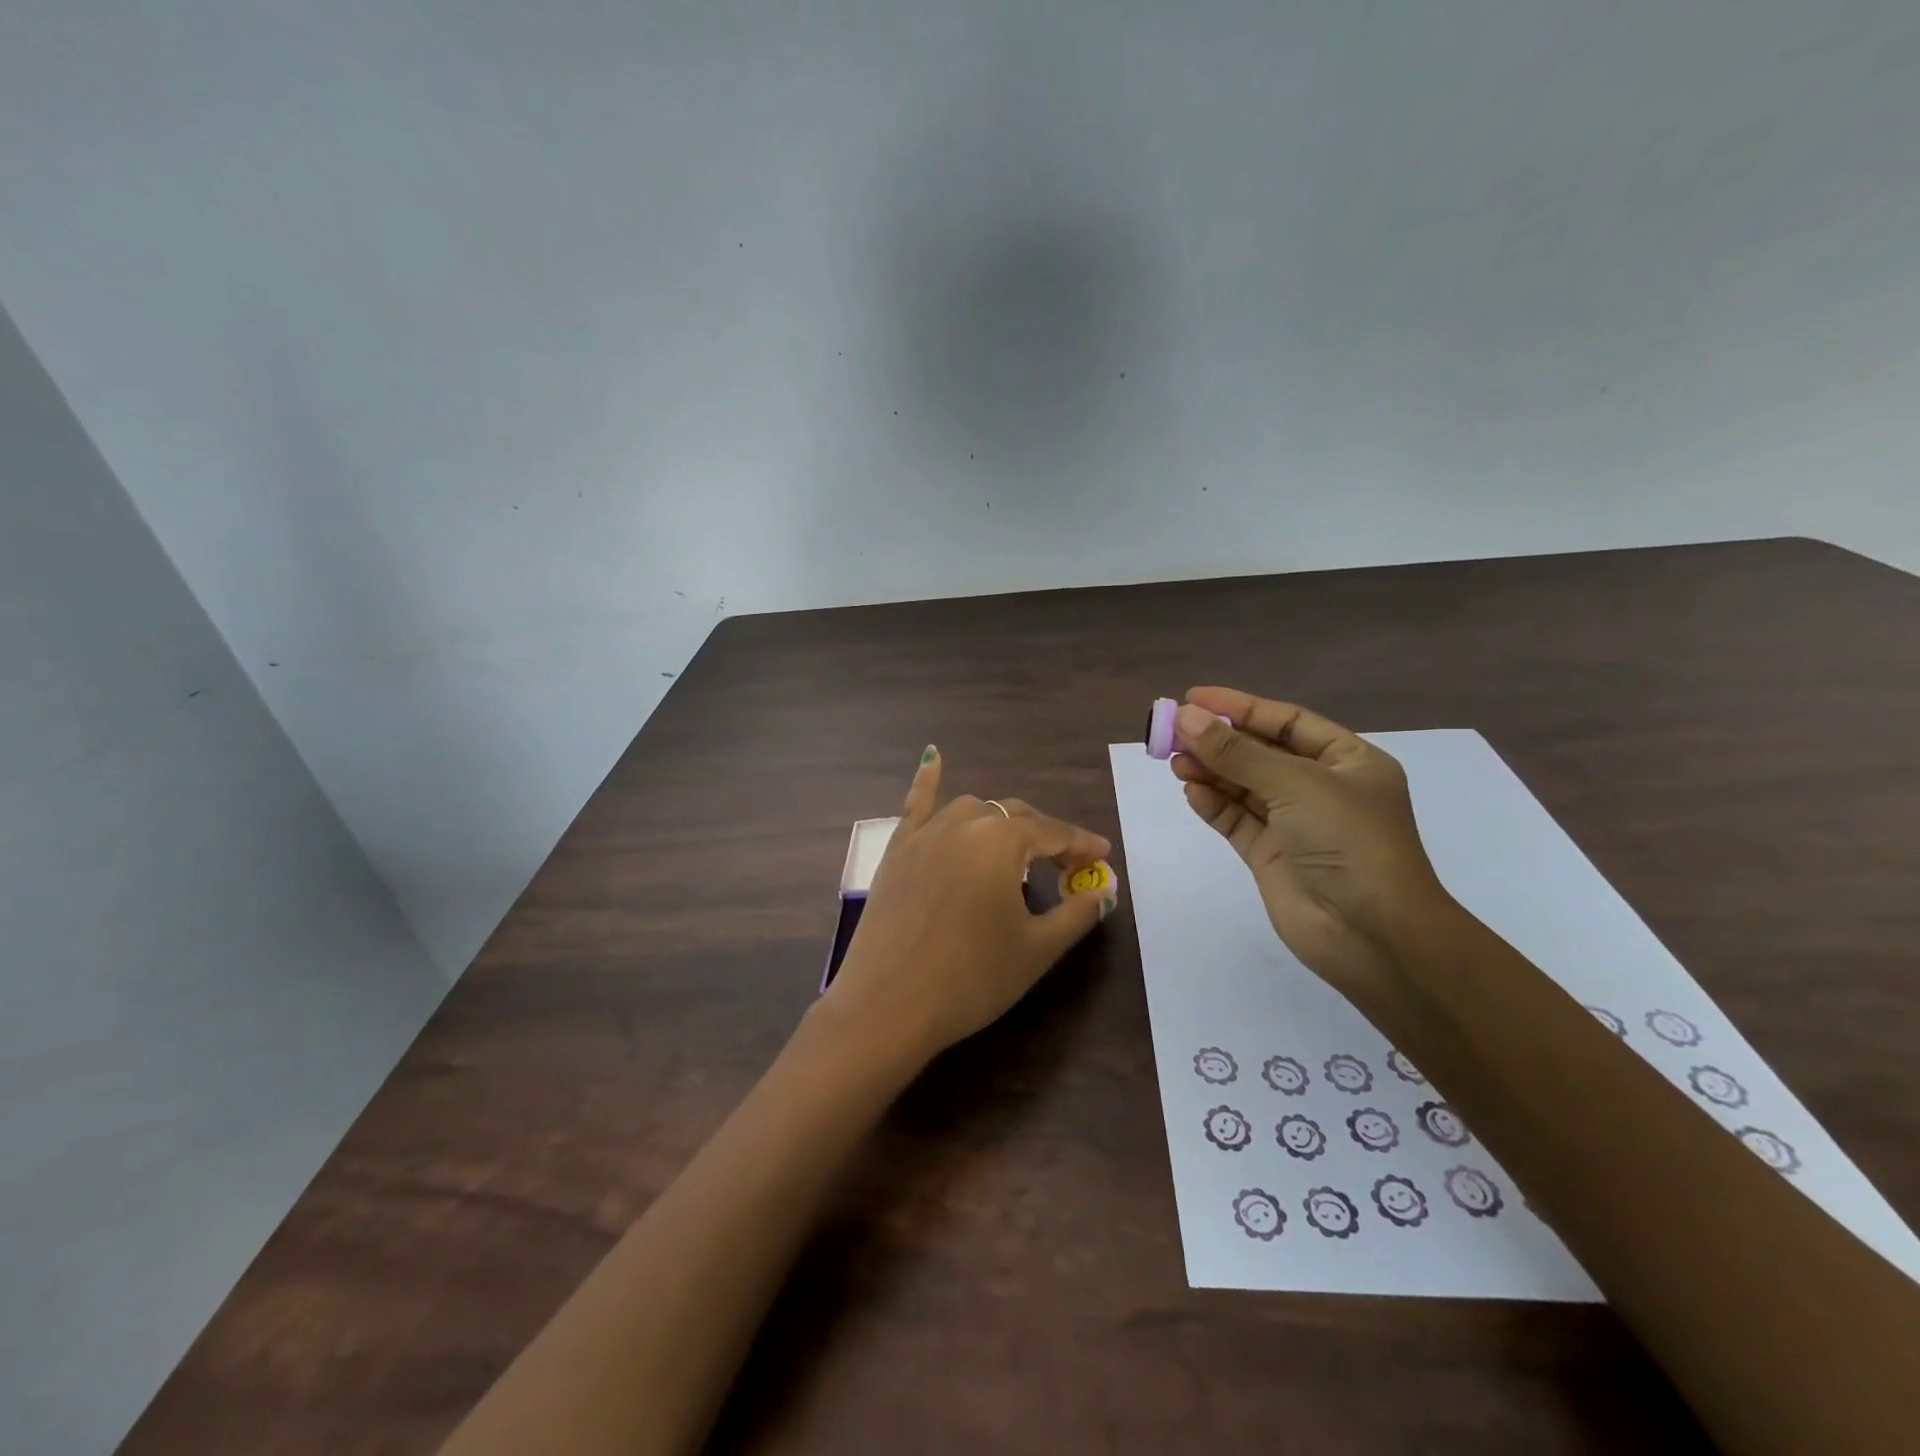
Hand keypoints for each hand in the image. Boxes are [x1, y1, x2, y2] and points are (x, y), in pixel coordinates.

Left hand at [822, 747, 1115, 1065]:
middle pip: (1014, 817)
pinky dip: (927, 780)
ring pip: (972, 810)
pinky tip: (933, 757)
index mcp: (1001, 840)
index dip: (1081, 845)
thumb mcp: (1036, 949)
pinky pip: (916, 805)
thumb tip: (1103, 891)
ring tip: (1016, 850)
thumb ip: (1077, 913)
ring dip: (1000, 823)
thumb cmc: (971, 978)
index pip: (1053, 833)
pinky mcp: (896, 850)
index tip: (1103, 856)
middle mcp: (963, 822)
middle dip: (1045, 836)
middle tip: (1067, 867)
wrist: (887, 1006)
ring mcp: (924, 833)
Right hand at [1168, 688, 1450, 1005]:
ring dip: (1210, 771)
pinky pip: (1235, 820)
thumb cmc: (1348, 841)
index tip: (1194, 698)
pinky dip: (1213, 804)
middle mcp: (1321, 788)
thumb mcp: (1295, 784)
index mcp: (1347, 761)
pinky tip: (1191, 791)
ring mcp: (1294, 824)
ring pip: (1243, 786)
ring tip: (1175, 760)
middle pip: (1260, 752)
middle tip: (1172, 731)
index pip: (1286, 722)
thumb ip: (1236, 752)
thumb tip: (1186, 718)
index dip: (1240, 707)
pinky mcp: (1270, 855)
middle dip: (1218, 741)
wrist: (1371, 934)